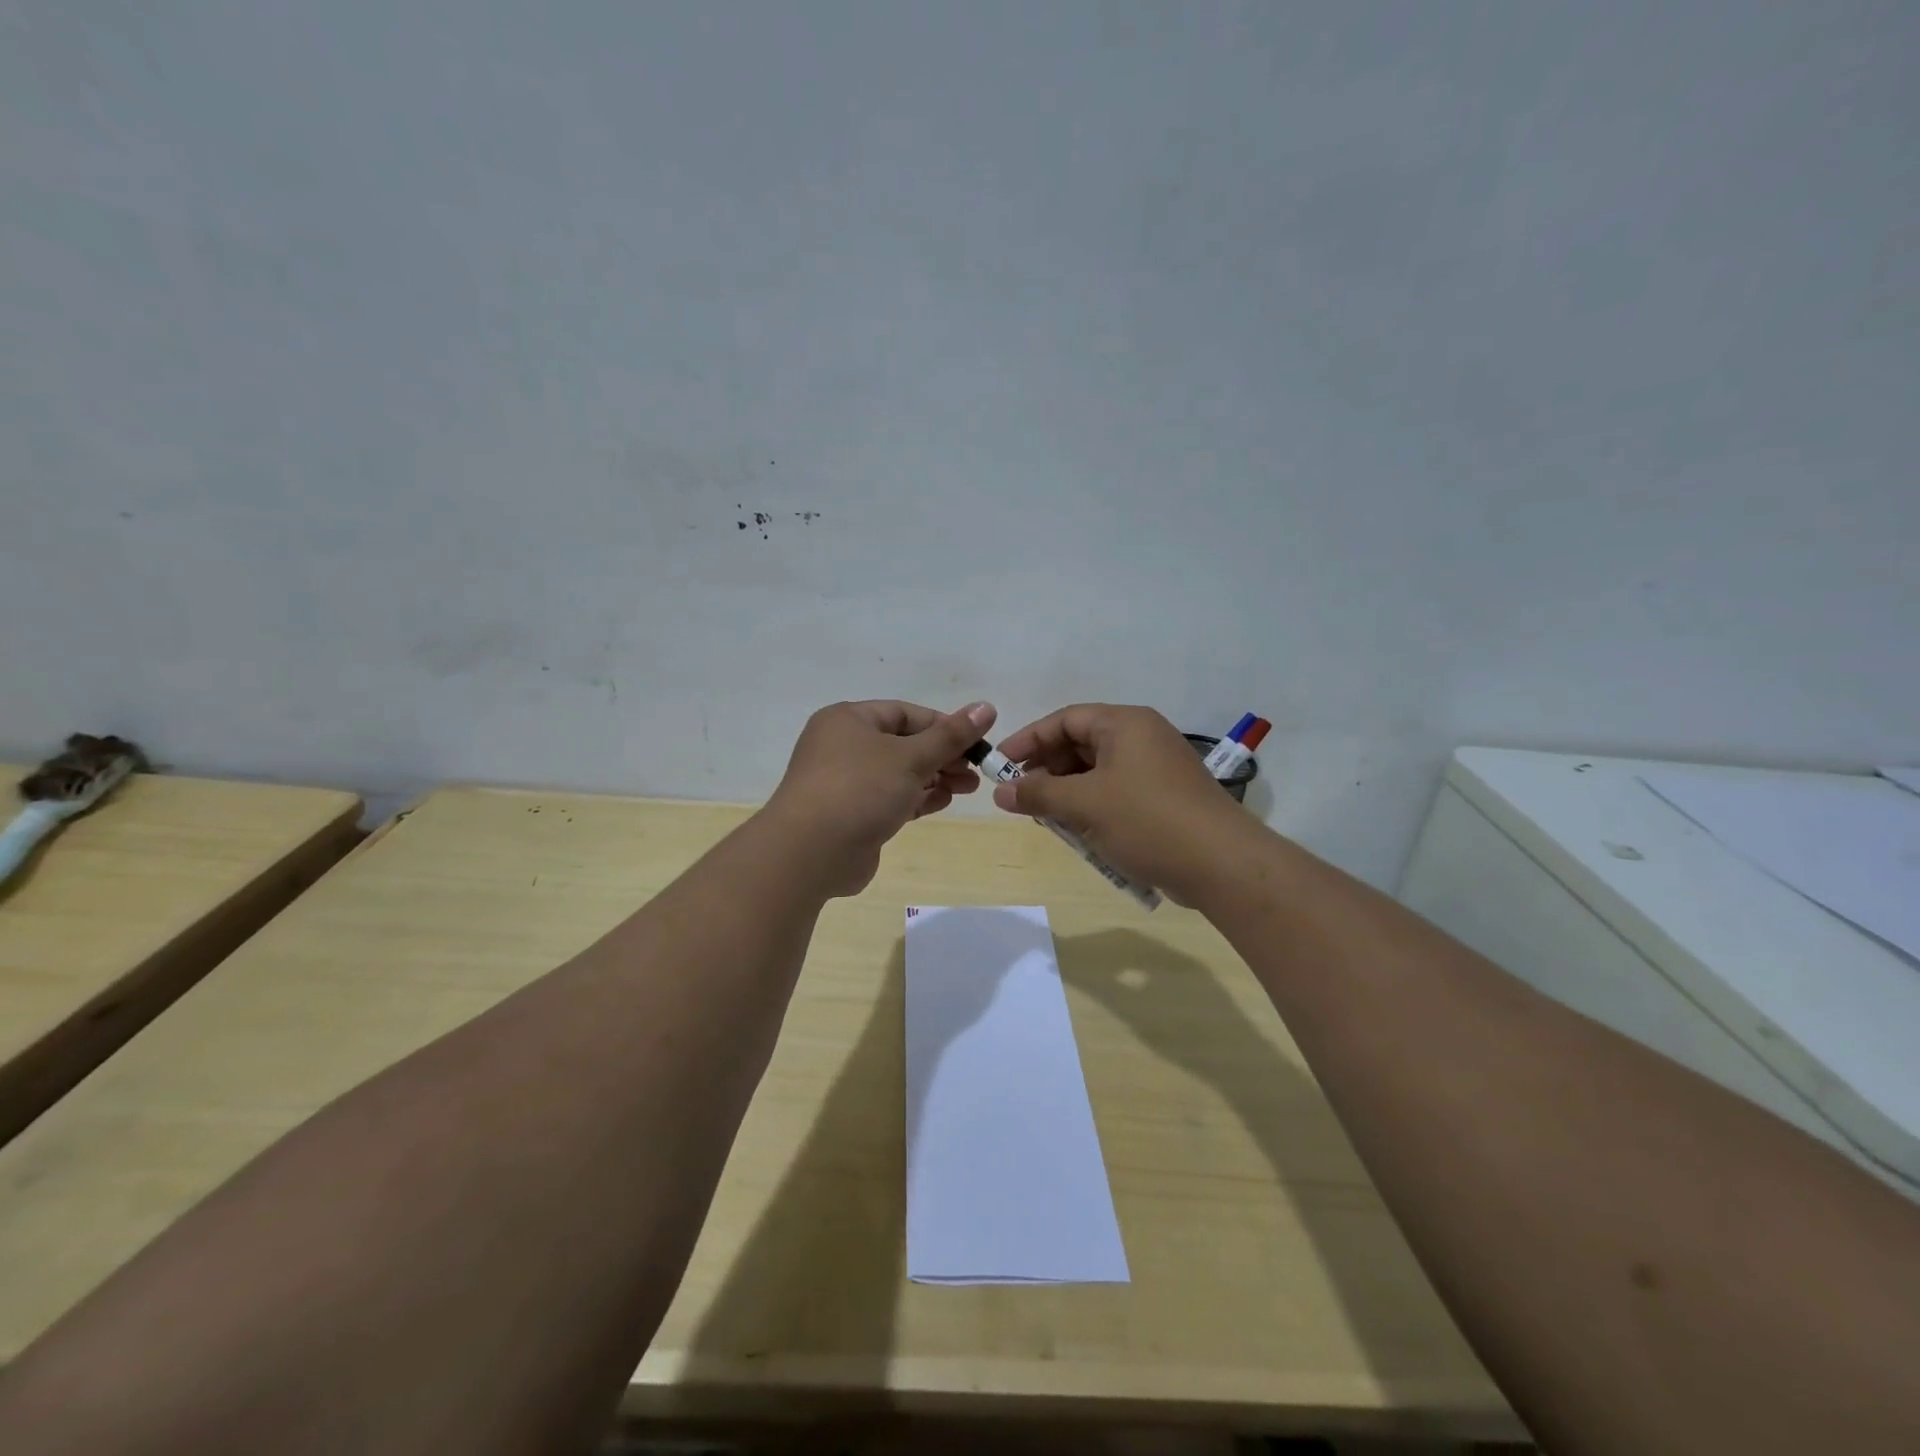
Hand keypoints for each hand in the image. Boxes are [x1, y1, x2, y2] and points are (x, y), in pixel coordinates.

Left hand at [764, 699, 996, 896]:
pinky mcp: (851, 815)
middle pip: (904, 743)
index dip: (944, 725)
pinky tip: (943, 802)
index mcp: (849, 720)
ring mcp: (845, 783)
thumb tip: (987, 707)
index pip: (906, 714)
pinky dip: (917, 798)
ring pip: (898, 773)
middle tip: (976, 770)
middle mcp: (843, 746)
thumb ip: (950, 735)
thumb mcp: (911, 757)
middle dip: (943, 755)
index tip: (976, 742)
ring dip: (934, 778)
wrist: (810, 853)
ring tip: (968, 788)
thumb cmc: (859, 790)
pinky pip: (890, 798)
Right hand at [990, 704, 1248, 904]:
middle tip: (1021, 796)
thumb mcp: (1084, 805)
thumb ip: (1038, 794)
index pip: (1065, 719)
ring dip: (1068, 792)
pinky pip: (1117, 792)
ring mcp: (1157, 767)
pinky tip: (1079, 832)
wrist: (1222, 864)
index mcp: (1124, 724)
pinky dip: (1093, 806)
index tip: (999, 765)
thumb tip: (1000, 792)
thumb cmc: (1147, 821)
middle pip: (1080, 744)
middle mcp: (1142, 737)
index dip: (1028, 740)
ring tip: (1047, 818)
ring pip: (1097, 772)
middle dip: (1047, 770)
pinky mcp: (1165, 797)